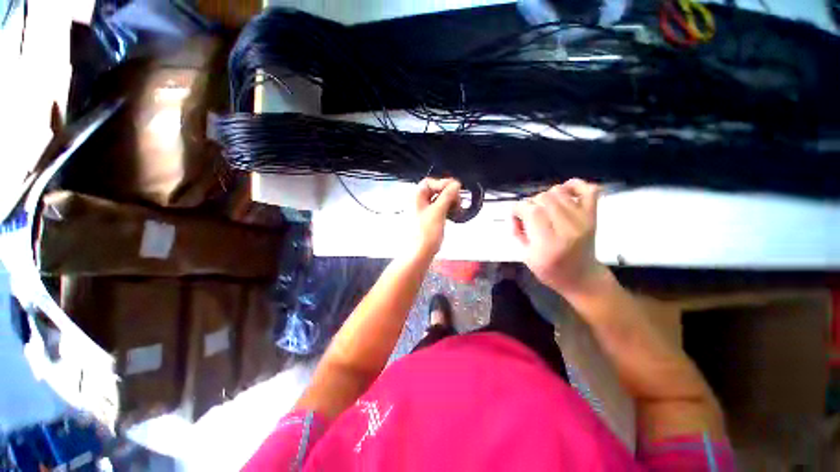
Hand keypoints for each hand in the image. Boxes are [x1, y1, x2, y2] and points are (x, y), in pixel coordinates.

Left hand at [414, 178, 460, 256]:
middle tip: (458, 201)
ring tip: (458, 210)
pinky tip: (454, 215)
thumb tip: (456, 184)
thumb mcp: (438, 211)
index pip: (430, 182)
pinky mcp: (427, 220)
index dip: (444, 184)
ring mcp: (422, 212)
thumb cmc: (426, 233)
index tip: (457, 189)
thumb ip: (447, 195)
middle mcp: (417, 202)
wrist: (419, 253)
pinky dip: (447, 210)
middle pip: (435, 191)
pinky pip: (438, 210)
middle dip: (448, 194)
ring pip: (438, 201)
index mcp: (415, 197)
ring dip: (449, 202)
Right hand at [513, 178, 606, 293]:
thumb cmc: (550, 270)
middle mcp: (568, 228)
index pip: (531, 210)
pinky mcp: (593, 215)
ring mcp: (583, 219)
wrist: (581, 277)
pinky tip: (564, 194)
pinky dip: (574, 185)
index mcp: (549, 242)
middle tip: (530, 216)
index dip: (518, 209)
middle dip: (530, 204)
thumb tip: (514, 213)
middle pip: (543, 198)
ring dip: (546, 196)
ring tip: (544, 209)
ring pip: (558, 191)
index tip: (516, 216)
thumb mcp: (524, 255)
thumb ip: (516, 231)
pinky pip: (587, 189)